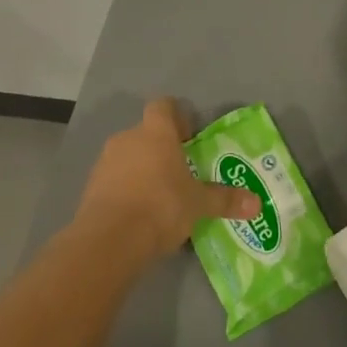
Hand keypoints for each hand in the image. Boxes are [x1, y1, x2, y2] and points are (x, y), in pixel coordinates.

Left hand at [74, 98, 260, 262]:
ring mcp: (105, 163)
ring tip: (159, 195)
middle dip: (161, 148)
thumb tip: (257, 204)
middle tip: (179, 170)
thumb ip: (225, 200)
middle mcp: (128, 139)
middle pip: (146, 133)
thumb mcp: (199, 204)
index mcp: (156, 132)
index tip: (188, 136)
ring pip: (128, 156)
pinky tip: (138, 213)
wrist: (109, 241)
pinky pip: (113, 180)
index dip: (176, 116)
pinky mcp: (90, 188)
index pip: (163, 106)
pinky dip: (125, 189)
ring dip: (141, 169)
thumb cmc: (161, 206)